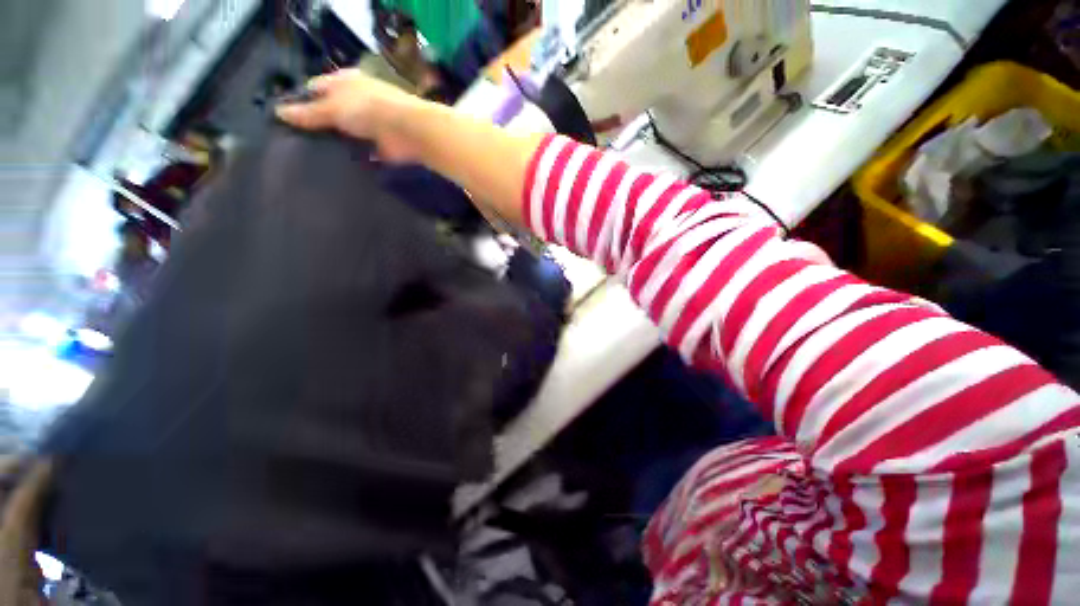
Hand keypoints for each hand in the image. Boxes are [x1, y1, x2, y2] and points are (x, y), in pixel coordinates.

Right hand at [275, 69, 425, 163]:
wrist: (408, 131)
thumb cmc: (367, 109)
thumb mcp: (332, 107)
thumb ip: (308, 113)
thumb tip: (278, 112)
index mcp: (345, 82)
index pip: (316, 88)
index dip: (301, 101)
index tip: (284, 120)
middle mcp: (358, 100)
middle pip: (332, 112)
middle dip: (318, 125)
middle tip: (296, 143)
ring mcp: (372, 124)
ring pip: (347, 133)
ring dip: (337, 143)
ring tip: (313, 159)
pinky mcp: (382, 145)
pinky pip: (363, 152)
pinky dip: (354, 158)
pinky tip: (338, 169)